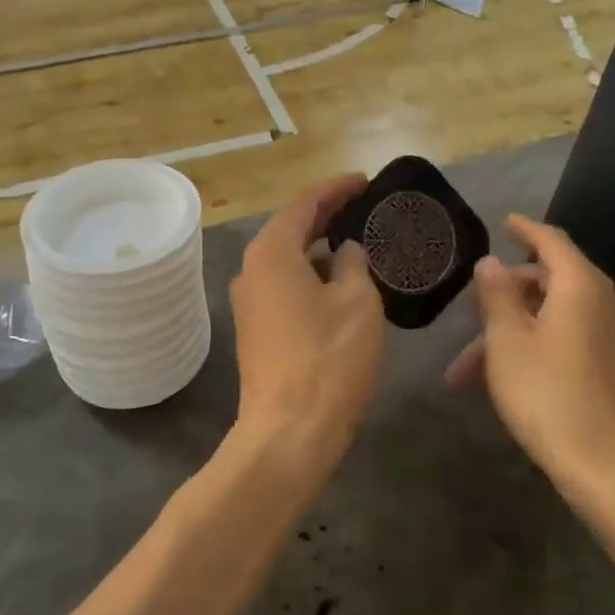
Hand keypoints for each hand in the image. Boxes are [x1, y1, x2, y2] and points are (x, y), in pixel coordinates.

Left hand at [229, 174, 385, 469]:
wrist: (289, 433)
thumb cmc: (328, 358)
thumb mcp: (356, 302)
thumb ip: (352, 265)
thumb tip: (344, 252)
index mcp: (272, 253)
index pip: (304, 203)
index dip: (336, 188)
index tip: (365, 181)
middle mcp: (252, 270)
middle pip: (290, 229)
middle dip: (326, 215)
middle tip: (363, 207)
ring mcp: (250, 303)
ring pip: (287, 261)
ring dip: (319, 249)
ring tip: (357, 244)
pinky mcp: (256, 331)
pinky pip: (285, 287)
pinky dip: (311, 277)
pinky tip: (339, 286)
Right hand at [444, 215, 614, 489]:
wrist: (606, 467)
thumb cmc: (548, 394)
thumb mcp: (507, 340)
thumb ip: (497, 295)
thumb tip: (490, 262)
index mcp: (580, 287)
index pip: (552, 241)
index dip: (525, 229)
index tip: (505, 222)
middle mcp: (600, 305)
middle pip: (547, 281)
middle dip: (502, 294)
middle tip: (469, 305)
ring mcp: (606, 338)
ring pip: (548, 318)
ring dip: (506, 333)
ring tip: (463, 369)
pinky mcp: (606, 368)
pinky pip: (560, 341)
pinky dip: (527, 349)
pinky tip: (495, 380)